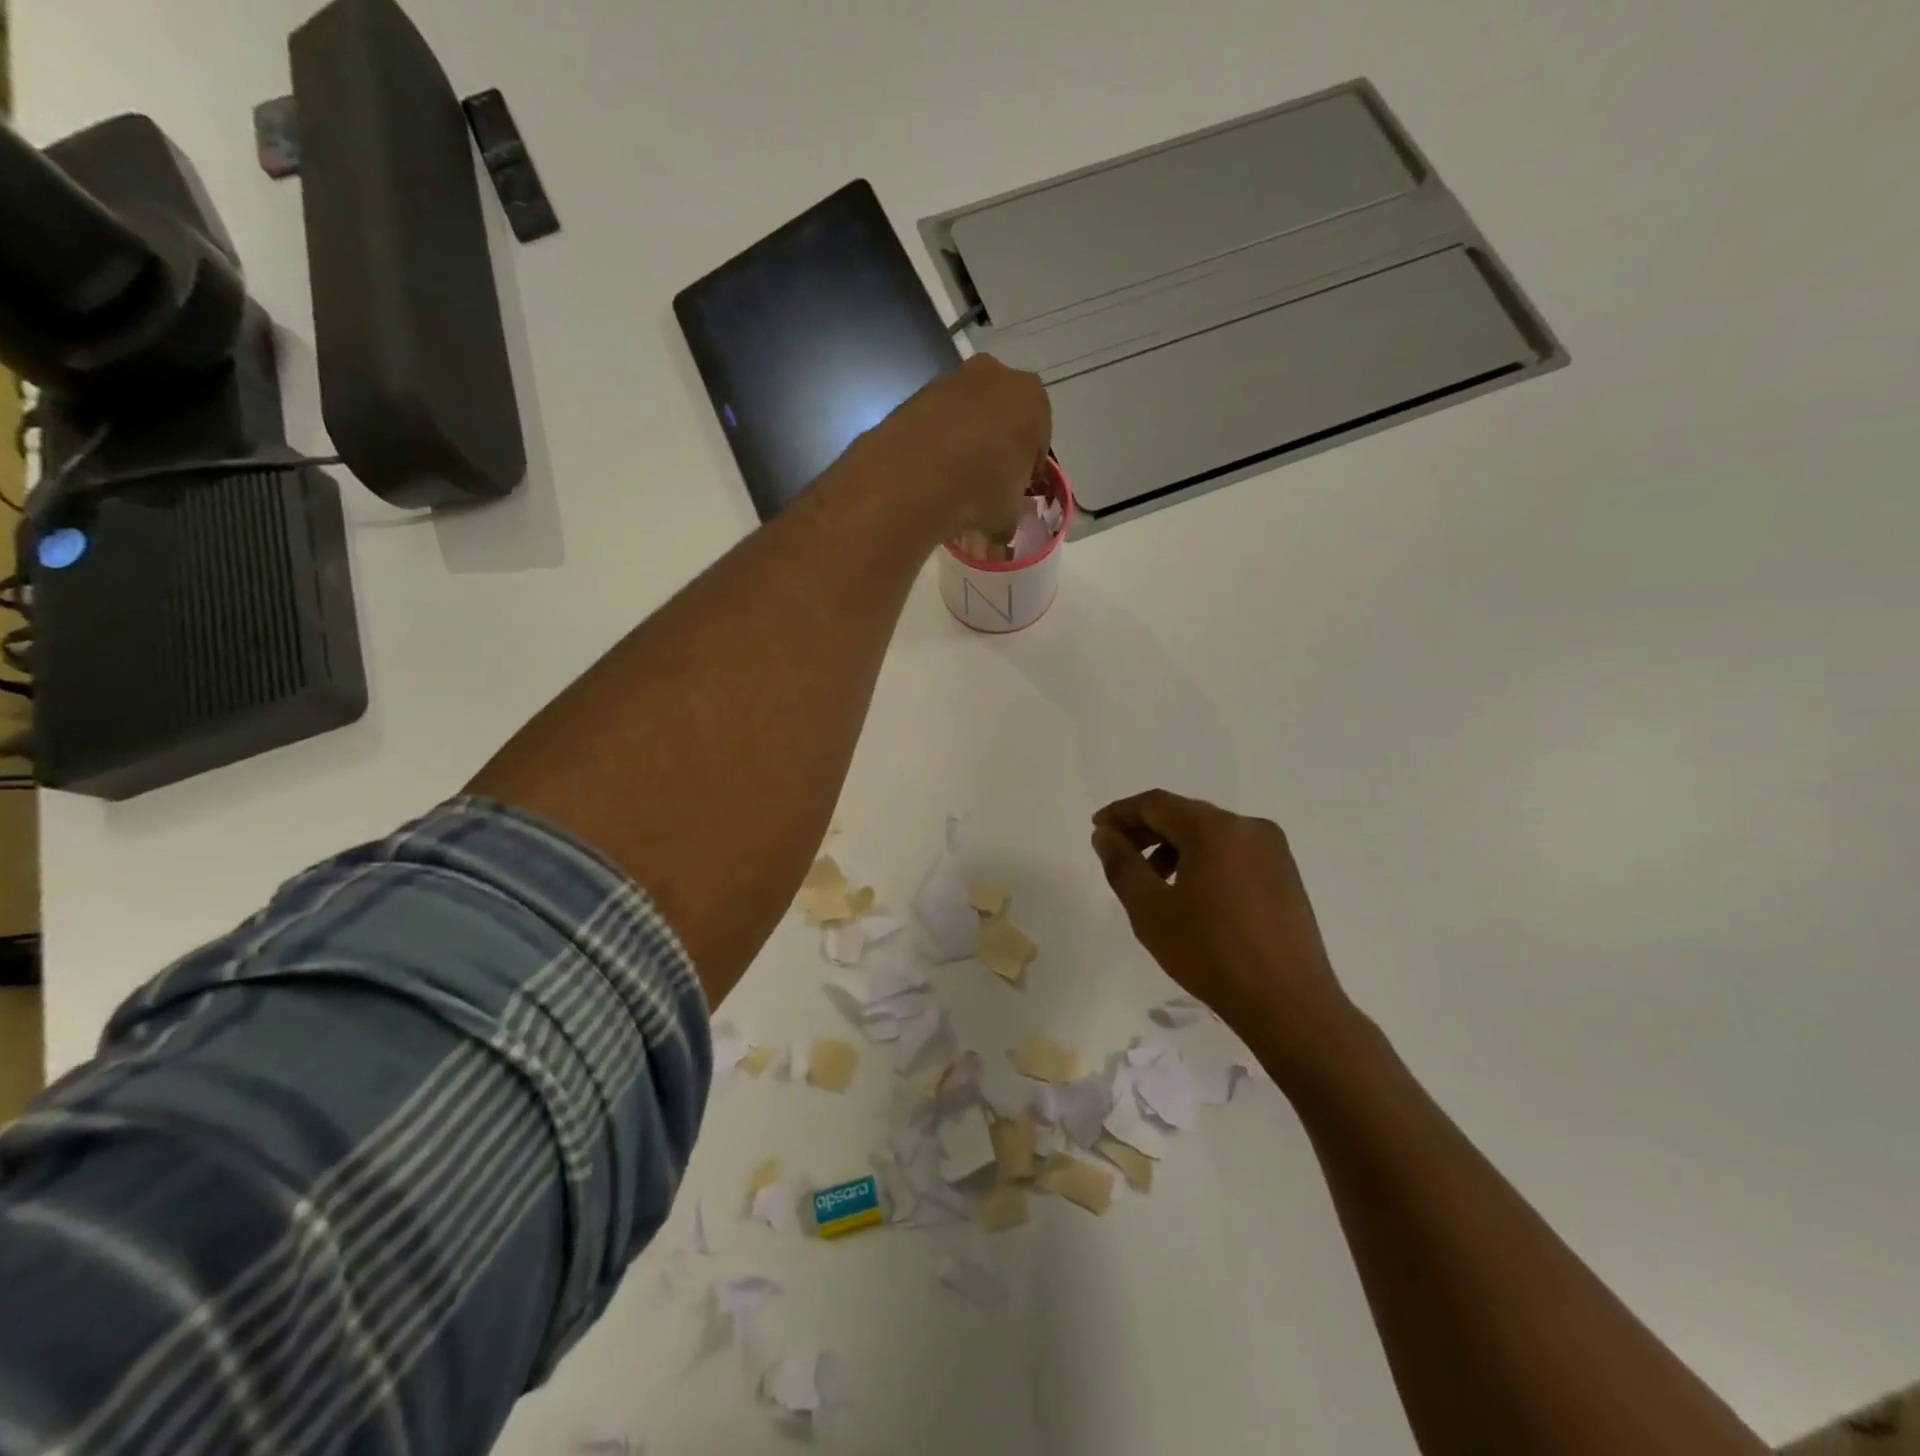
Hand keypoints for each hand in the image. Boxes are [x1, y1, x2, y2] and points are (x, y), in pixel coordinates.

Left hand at [866, 355, 1050, 537]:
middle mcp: (994, 376)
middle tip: (984, 485)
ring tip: (950, 485)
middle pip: (1000, 418)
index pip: (1038, 438)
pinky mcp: (914, 394)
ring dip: (962, 443)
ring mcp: (950, 380)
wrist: (915, 477)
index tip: (1014, 491)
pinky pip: (933, 423)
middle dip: (994, 448)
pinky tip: (926, 476)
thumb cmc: (981, 490)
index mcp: (1032, 399)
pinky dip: (932, 444)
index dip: (1026, 469)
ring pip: (964, 416)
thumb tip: (1000, 532)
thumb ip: (1009, 517)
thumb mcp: (1007, 516)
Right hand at [1092, 790, 1364, 1075]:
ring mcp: (1273, 850)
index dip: (1121, 813)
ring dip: (1174, 848)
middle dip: (1147, 831)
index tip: (1098, 829)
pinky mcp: (1286, 874)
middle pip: (1184, 815)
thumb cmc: (1210, 953)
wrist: (1289, 1004)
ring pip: (1210, 834)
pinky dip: (1203, 860)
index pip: (1156, 803)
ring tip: (1154, 883)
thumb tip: (1105, 834)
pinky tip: (1192, 895)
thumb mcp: (1150, 910)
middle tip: (1118, 856)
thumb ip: (1122, 864)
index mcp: (1215, 828)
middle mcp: (1248, 827)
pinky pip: (1233, 852)